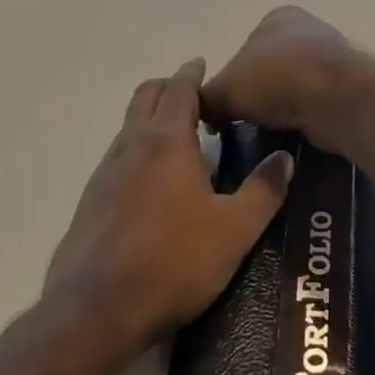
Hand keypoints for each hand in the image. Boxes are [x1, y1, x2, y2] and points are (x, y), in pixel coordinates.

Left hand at [47, 58, 292, 345]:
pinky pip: (117, 158)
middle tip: (194, 96)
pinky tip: (152, 183)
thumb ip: (263, 191)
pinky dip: (138, 151)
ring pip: (129, 127)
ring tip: (178, 137)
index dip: (192, 72)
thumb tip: (284, 158)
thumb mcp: (234, 230)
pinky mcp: (90, 203)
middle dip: (168, 87)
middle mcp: (131, 147)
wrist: (93, 311)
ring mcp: (105, 174)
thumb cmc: (172, 262)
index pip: (180, 89)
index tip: (202, 63)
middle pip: (146, 97)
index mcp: (166, 142)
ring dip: (152, 119)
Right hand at [201, 6, 364, 147]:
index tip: (224, 108)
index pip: (243, 49)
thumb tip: (202, 111)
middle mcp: (306, 29)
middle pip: (269, 69)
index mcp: (278, 17)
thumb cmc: (275, 79)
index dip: (230, 80)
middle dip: (258, 94)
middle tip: (244, 123)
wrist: (335, 98)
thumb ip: (207, 97)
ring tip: (270, 131)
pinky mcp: (347, 86)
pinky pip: (315, 103)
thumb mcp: (225, 88)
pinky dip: (304, 117)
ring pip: (293, 88)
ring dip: (282, 107)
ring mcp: (331, 57)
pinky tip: (295, 131)